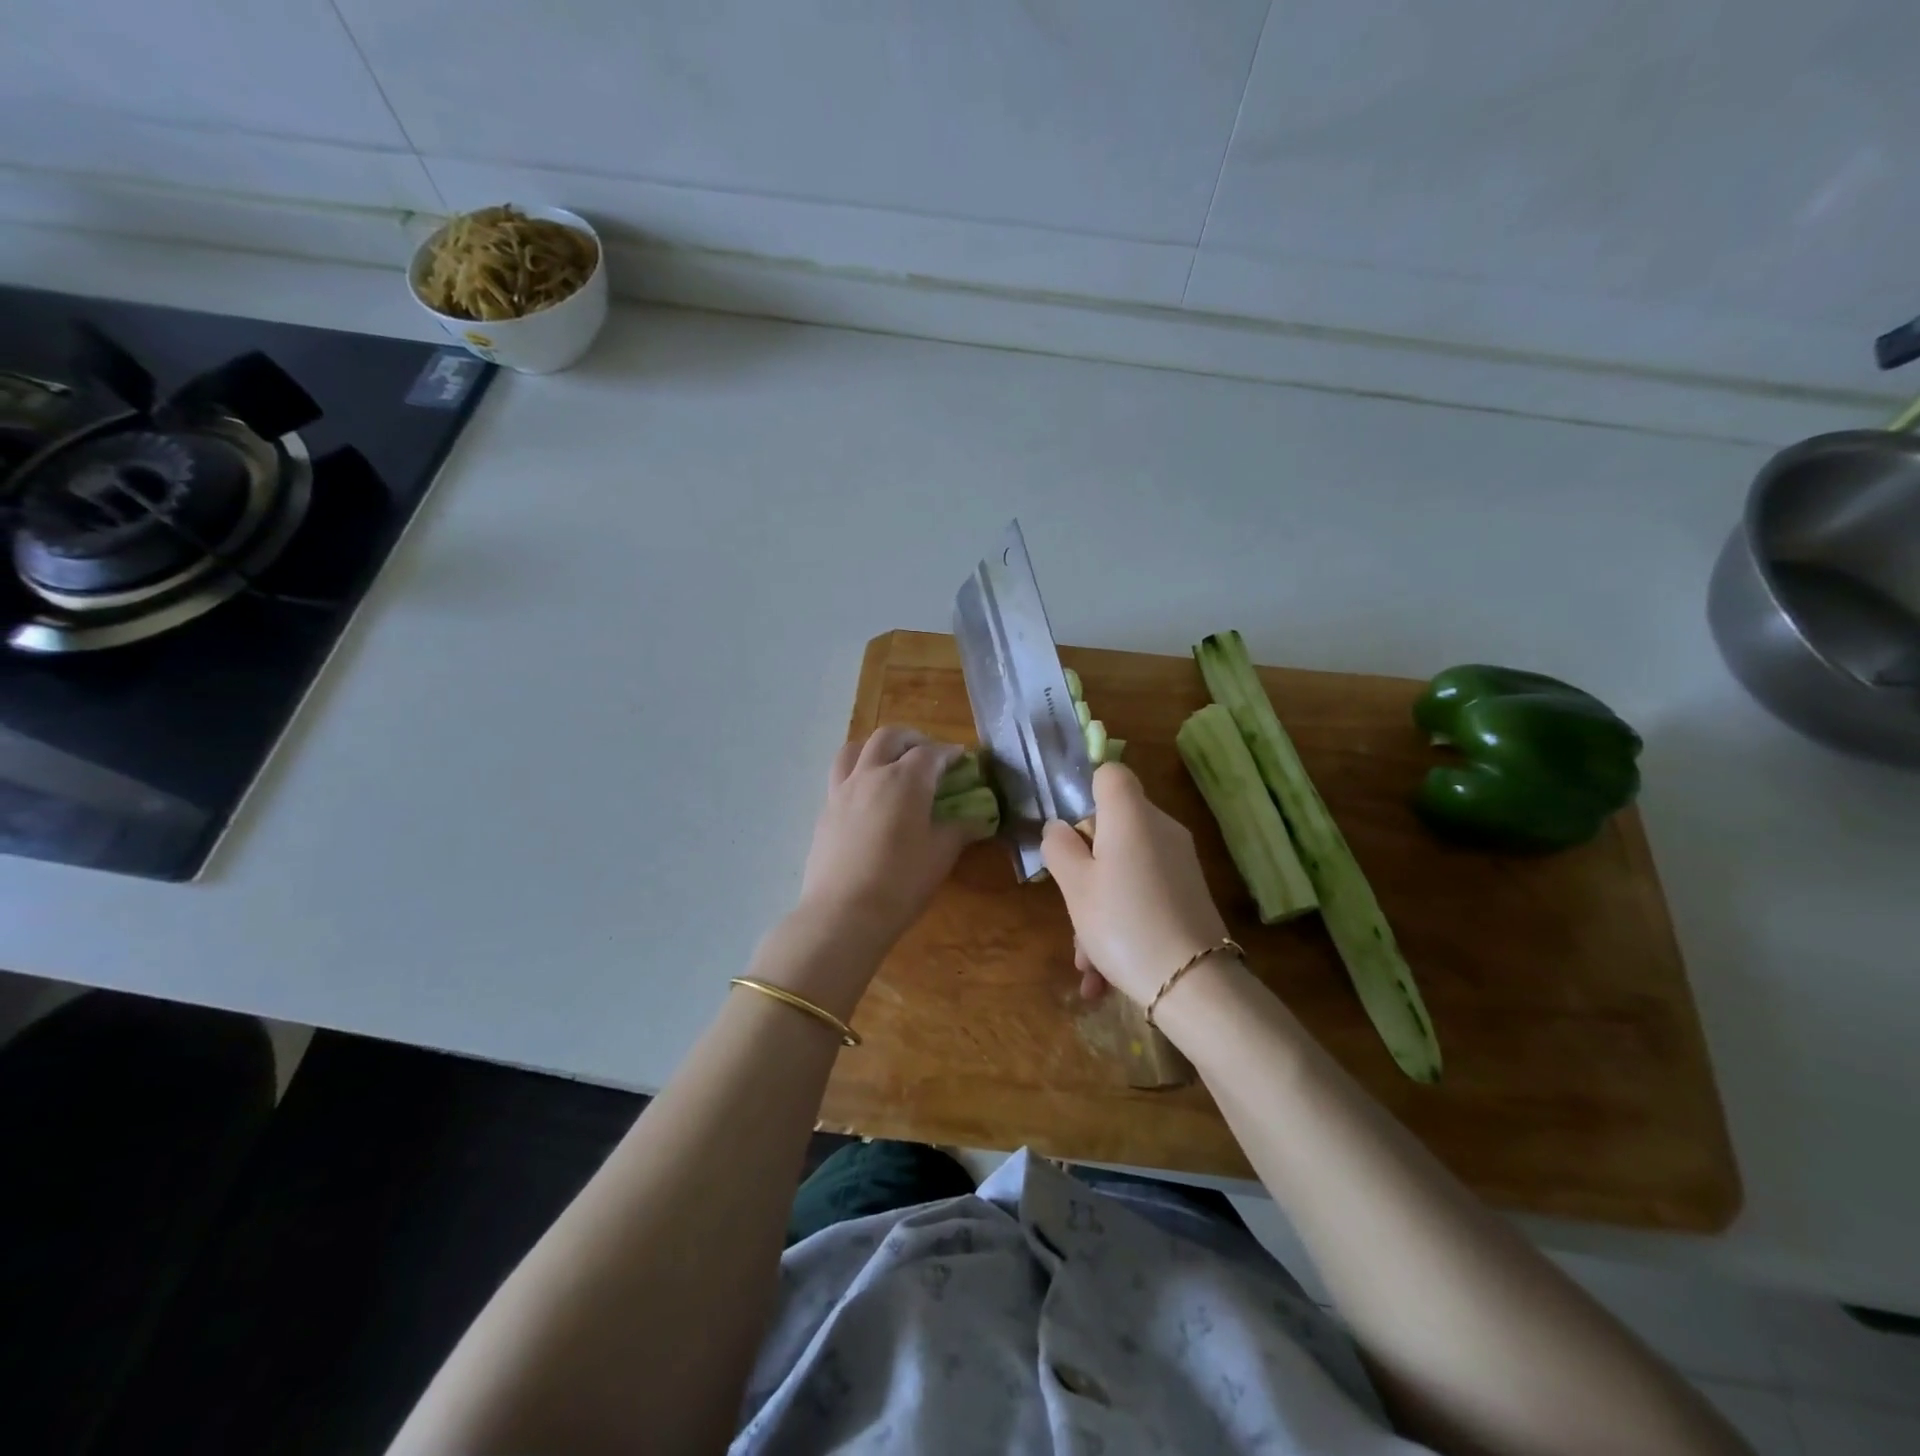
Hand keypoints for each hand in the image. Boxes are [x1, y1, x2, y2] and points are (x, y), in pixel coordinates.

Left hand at [798, 727, 989, 955]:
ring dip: (876, 747)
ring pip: (855, 748)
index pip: (931, 753)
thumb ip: (960, 829)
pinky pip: (841, 776)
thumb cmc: (901, 882)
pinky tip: (867, 796)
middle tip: (927, 753)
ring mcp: (843, 790)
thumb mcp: (941, 855)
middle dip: (912, 739)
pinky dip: (857, 772)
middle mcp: (871, 774)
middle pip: (889, 737)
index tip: (961, 758)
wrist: (843, 912)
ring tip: (889, 762)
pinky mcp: (825, 810)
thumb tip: (979, 819)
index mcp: (905, 780)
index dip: (949, 753)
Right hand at [1042, 763, 1229, 1006]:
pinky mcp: (1189, 893)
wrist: (1193, 984)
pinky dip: (1122, 922)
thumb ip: (1059, 848)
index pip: (1110, 773)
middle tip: (1071, 905)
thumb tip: (1061, 829)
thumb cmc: (1122, 923)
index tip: (1069, 833)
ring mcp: (1179, 862)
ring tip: (1085, 960)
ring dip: (1098, 908)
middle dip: (1085, 866)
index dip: (1085, 792)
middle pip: (1113, 826)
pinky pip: (1144, 893)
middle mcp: (1161, 829)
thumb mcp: (1074, 886)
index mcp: (1131, 816)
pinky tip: (1102, 974)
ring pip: (1125, 868)